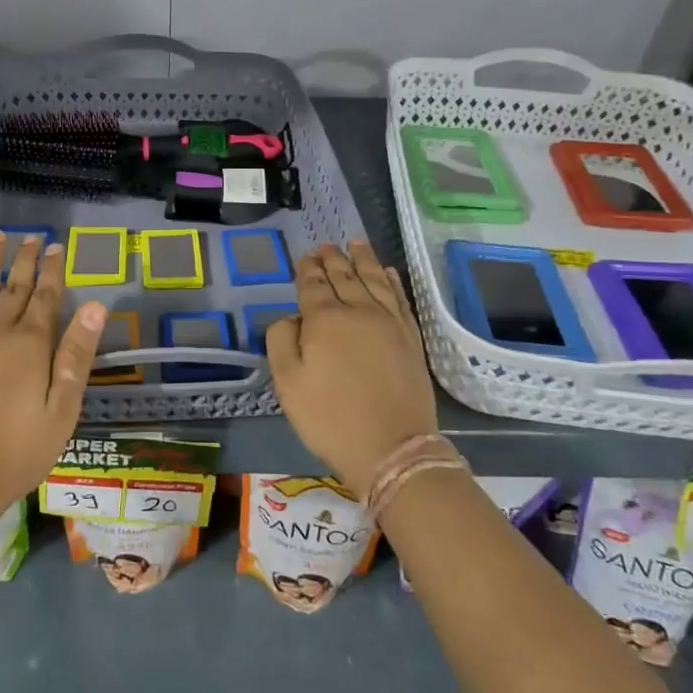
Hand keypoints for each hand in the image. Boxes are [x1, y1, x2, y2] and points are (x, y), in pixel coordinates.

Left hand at [0, 231, 105, 534]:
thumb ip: (77, 354)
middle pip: (14, 285)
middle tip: (32, 237)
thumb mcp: (62, 410)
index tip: (55, 247)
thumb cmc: (17, 451)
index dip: (52, 269)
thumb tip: (95, 305)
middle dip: (25, 259)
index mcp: (30, 343)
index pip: (45, 295)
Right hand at [265, 240, 438, 498]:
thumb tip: (290, 317)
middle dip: (333, 259)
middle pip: (344, 277)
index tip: (305, 256)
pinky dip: (391, 280)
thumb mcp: (288, 383)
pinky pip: (400, 298)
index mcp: (325, 320)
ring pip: (374, 280)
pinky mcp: (411, 338)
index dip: (307, 269)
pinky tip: (387, 271)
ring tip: (355, 243)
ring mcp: (389, 323)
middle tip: (325, 245)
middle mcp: (359, 311)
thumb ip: (281, 341)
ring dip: (363, 259)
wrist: (392, 448)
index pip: (313, 285)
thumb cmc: (330, 418)